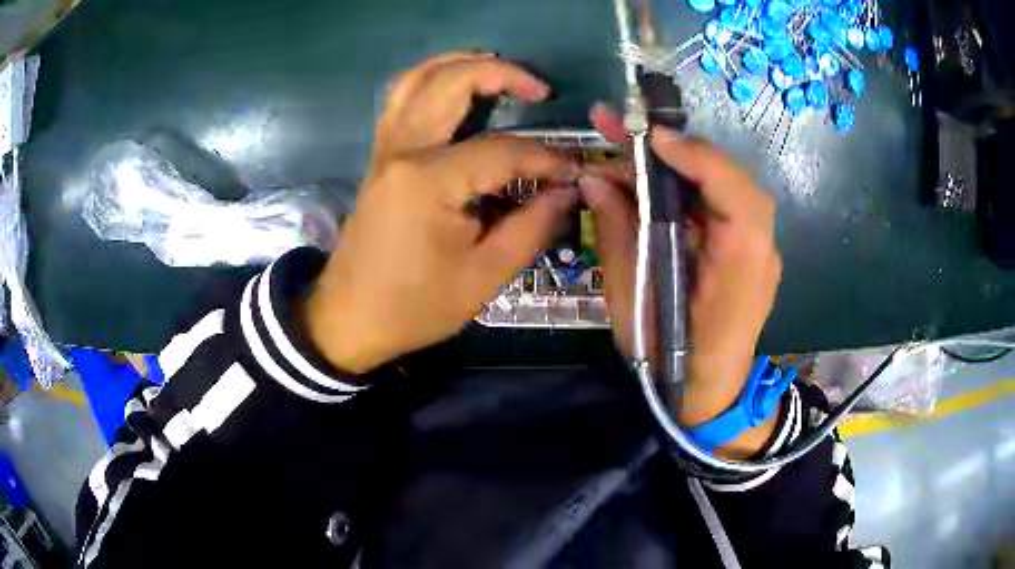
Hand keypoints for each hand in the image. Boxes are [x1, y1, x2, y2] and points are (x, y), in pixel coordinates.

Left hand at [304, 52, 578, 373]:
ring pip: (418, 79)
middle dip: (503, 74)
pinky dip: (430, 80)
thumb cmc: (414, 305)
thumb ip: (531, 227)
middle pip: (452, 83)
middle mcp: (403, 149)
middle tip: (541, 90)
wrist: (349, 317)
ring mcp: (385, 148)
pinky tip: (455, 88)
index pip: (503, 151)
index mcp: (429, 180)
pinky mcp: (379, 156)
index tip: (572, 172)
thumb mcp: (483, 277)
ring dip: (460, 63)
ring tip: (499, 70)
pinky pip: (401, 99)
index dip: (545, 158)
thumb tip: (566, 191)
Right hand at [580, 104, 782, 457]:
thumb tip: (594, 179)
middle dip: (677, 148)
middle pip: (731, 181)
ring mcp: (756, 247)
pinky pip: (717, 202)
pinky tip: (648, 177)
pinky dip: (684, 183)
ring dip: (677, 160)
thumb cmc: (667, 360)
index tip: (650, 140)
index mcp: (739, 273)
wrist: (709, 392)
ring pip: (723, 185)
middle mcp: (759, 252)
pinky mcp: (743, 246)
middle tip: (620, 125)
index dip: (698, 161)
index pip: (738, 200)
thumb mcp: (631, 306)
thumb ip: (618, 236)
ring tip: (625, 144)